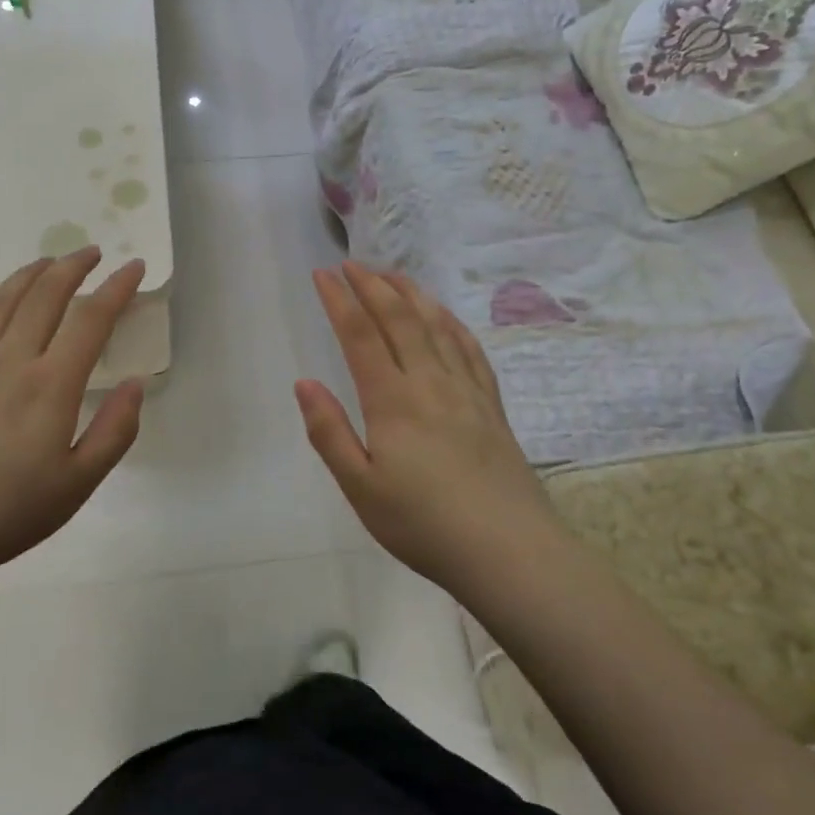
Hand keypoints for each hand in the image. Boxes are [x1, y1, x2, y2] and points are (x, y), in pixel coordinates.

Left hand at [0, 247, 145, 590]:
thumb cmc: (4, 516)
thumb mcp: (78, 485)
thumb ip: (114, 431)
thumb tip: (136, 384)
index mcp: (50, 386)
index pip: (91, 320)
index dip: (117, 288)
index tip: (133, 266)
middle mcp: (8, 362)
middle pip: (44, 296)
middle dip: (72, 267)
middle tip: (91, 252)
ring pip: (1, 303)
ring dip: (29, 275)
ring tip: (47, 262)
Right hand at [295, 262, 549, 587]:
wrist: (509, 551)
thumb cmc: (424, 524)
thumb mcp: (361, 488)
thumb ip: (329, 433)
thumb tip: (304, 382)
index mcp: (393, 401)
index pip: (361, 335)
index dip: (340, 300)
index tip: (322, 274)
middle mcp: (430, 382)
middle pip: (400, 319)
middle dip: (373, 285)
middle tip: (351, 263)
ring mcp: (467, 390)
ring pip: (436, 325)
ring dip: (411, 293)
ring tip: (392, 274)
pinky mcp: (492, 405)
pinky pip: (470, 349)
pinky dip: (451, 323)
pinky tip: (444, 316)